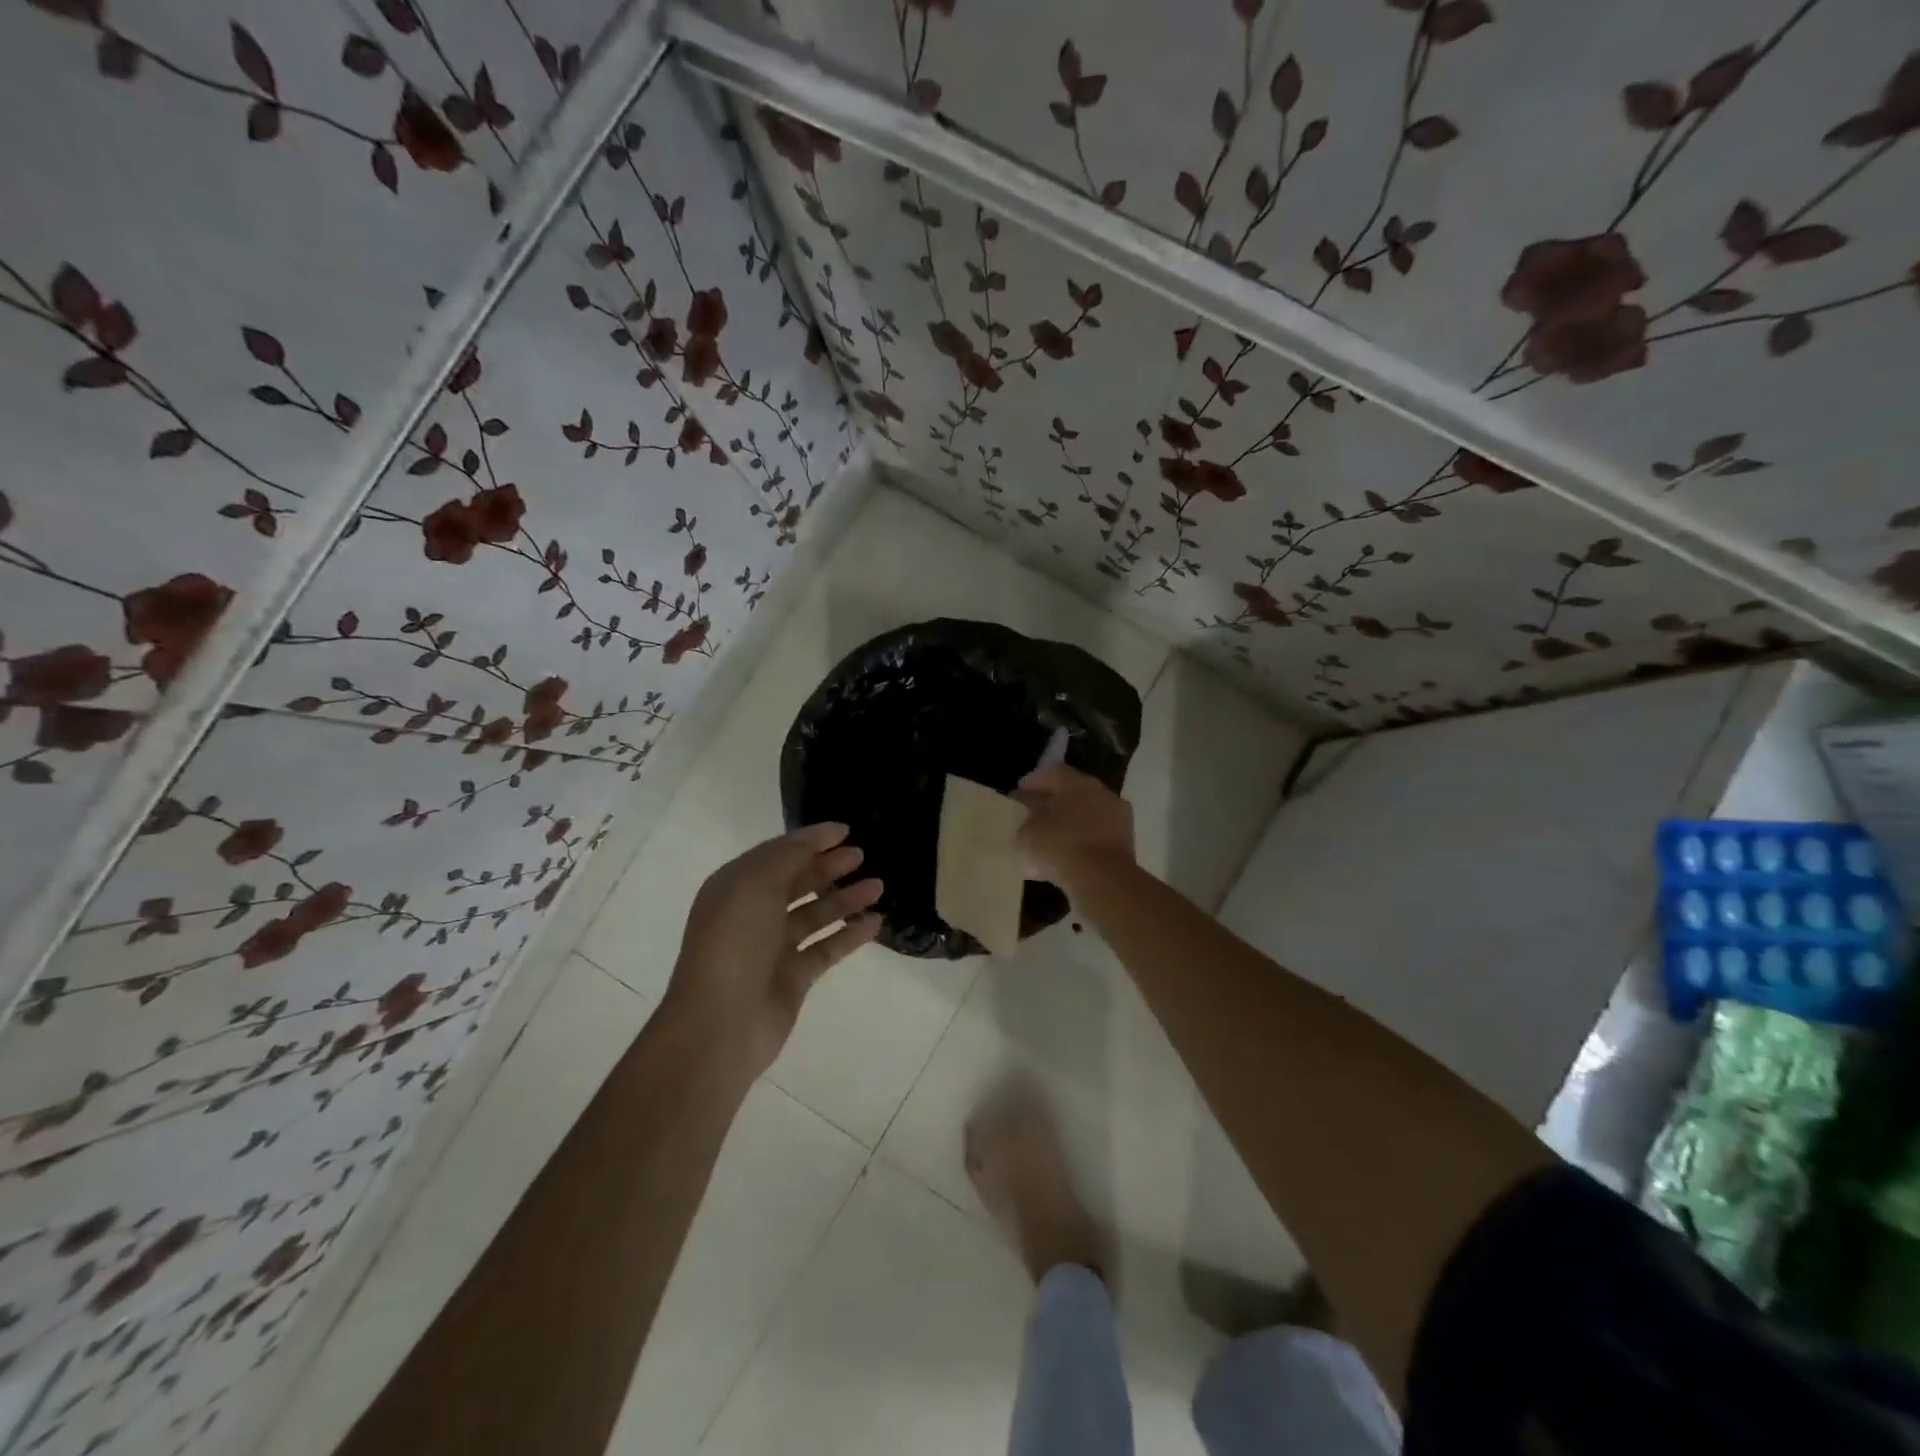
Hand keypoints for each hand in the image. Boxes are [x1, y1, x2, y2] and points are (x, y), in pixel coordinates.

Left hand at [664, 823, 882, 1078]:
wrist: (720, 1023)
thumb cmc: (734, 943)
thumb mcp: (755, 883)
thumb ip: (788, 856)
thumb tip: (816, 838)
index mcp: (736, 886)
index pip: (778, 854)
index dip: (810, 840)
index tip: (845, 830)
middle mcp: (754, 913)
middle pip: (797, 882)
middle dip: (828, 867)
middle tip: (862, 855)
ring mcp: (773, 947)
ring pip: (816, 914)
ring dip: (845, 898)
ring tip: (878, 886)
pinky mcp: (793, 977)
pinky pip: (827, 948)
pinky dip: (850, 934)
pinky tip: (875, 922)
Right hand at [1015, 763, 1134, 887]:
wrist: (1102, 879)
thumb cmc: (1059, 846)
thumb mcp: (1028, 833)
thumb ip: (1028, 819)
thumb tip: (1032, 815)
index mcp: (1076, 782)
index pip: (1053, 772)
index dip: (1035, 781)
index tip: (1021, 792)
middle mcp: (1101, 792)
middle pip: (1074, 791)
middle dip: (1054, 801)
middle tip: (1036, 813)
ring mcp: (1118, 816)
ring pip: (1089, 814)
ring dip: (1071, 822)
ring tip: (1052, 838)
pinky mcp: (1126, 841)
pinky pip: (1098, 835)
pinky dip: (1084, 841)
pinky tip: (1069, 856)